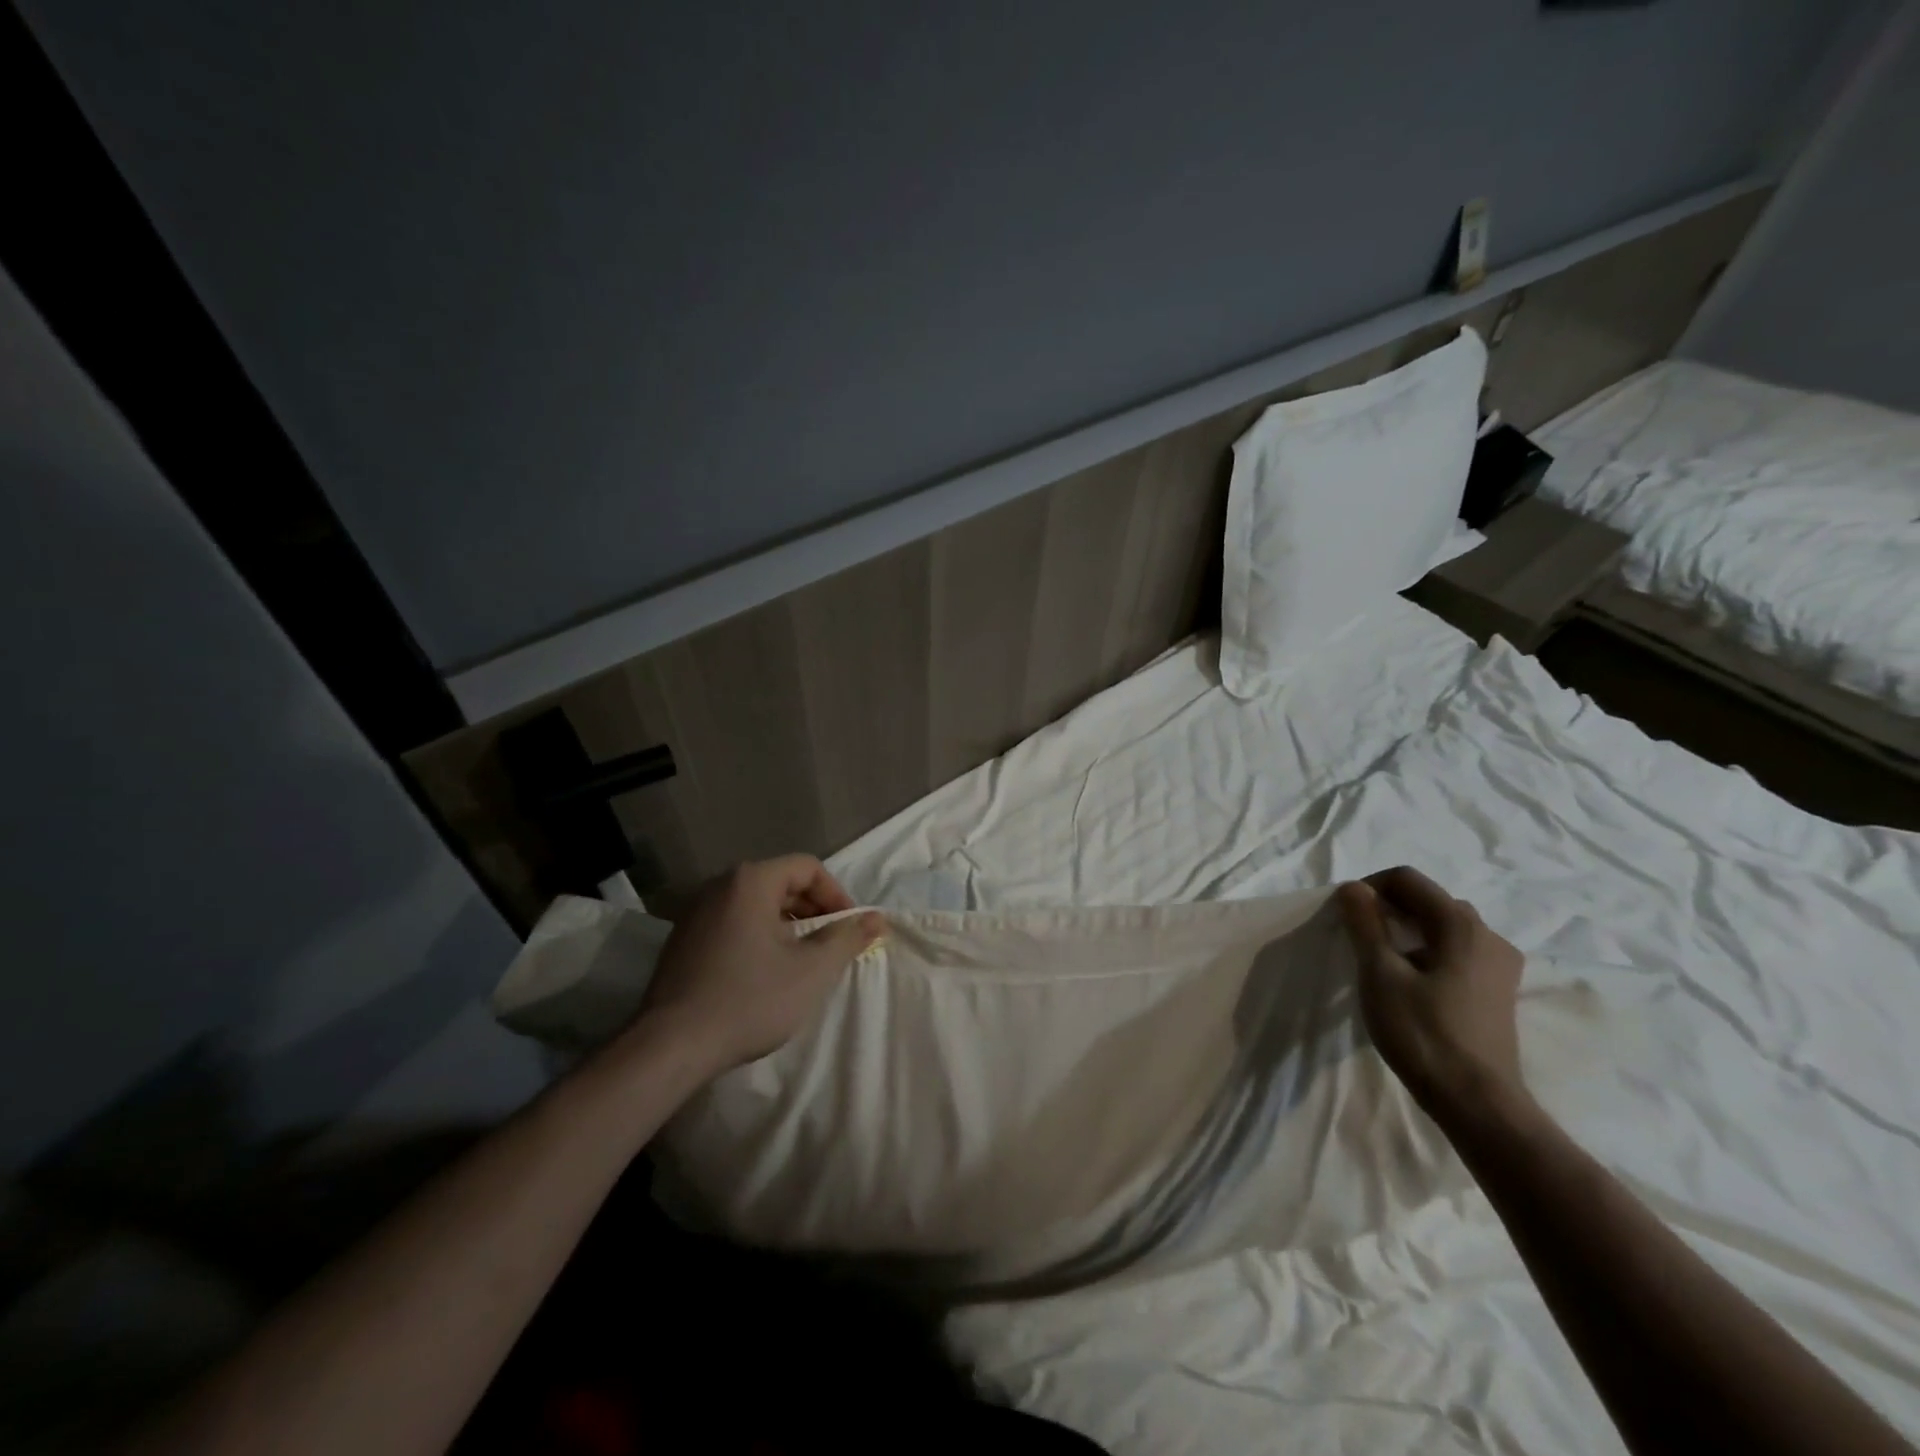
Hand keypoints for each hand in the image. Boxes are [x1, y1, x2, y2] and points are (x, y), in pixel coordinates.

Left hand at [638, 855, 884, 1074]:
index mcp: (751, 881)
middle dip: (812, 910)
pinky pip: (732, 923)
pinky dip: (757, 937)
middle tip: (829, 946)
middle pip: (780, 882)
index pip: (807, 867)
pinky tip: (761, 975)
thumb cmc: (749, 1000)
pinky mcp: (681, 940)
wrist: (670, 1046)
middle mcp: (720, 885)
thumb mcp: (812, 970)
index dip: (836, 895)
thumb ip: (847, 938)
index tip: (848, 929)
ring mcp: (695, 912)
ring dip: (786, 925)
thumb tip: (877, 918)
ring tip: (799, 962)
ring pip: (756, 904)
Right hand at [1336, 866, 1526, 1117]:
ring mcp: (1500, 964)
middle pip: (1428, 900)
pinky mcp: (1498, 989)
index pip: (1407, 879)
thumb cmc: (1423, 1033)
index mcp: (1460, 924)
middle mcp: (1488, 935)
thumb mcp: (1379, 973)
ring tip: (1381, 960)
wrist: (1477, 1103)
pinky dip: (1427, 951)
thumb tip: (1353, 887)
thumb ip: (1365, 923)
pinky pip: (1457, 951)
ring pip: (1443, 926)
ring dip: (1407, 930)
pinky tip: (1410, 982)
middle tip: (1359, 936)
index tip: (1345, 915)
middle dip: (1388, 908)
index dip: (1369, 887)